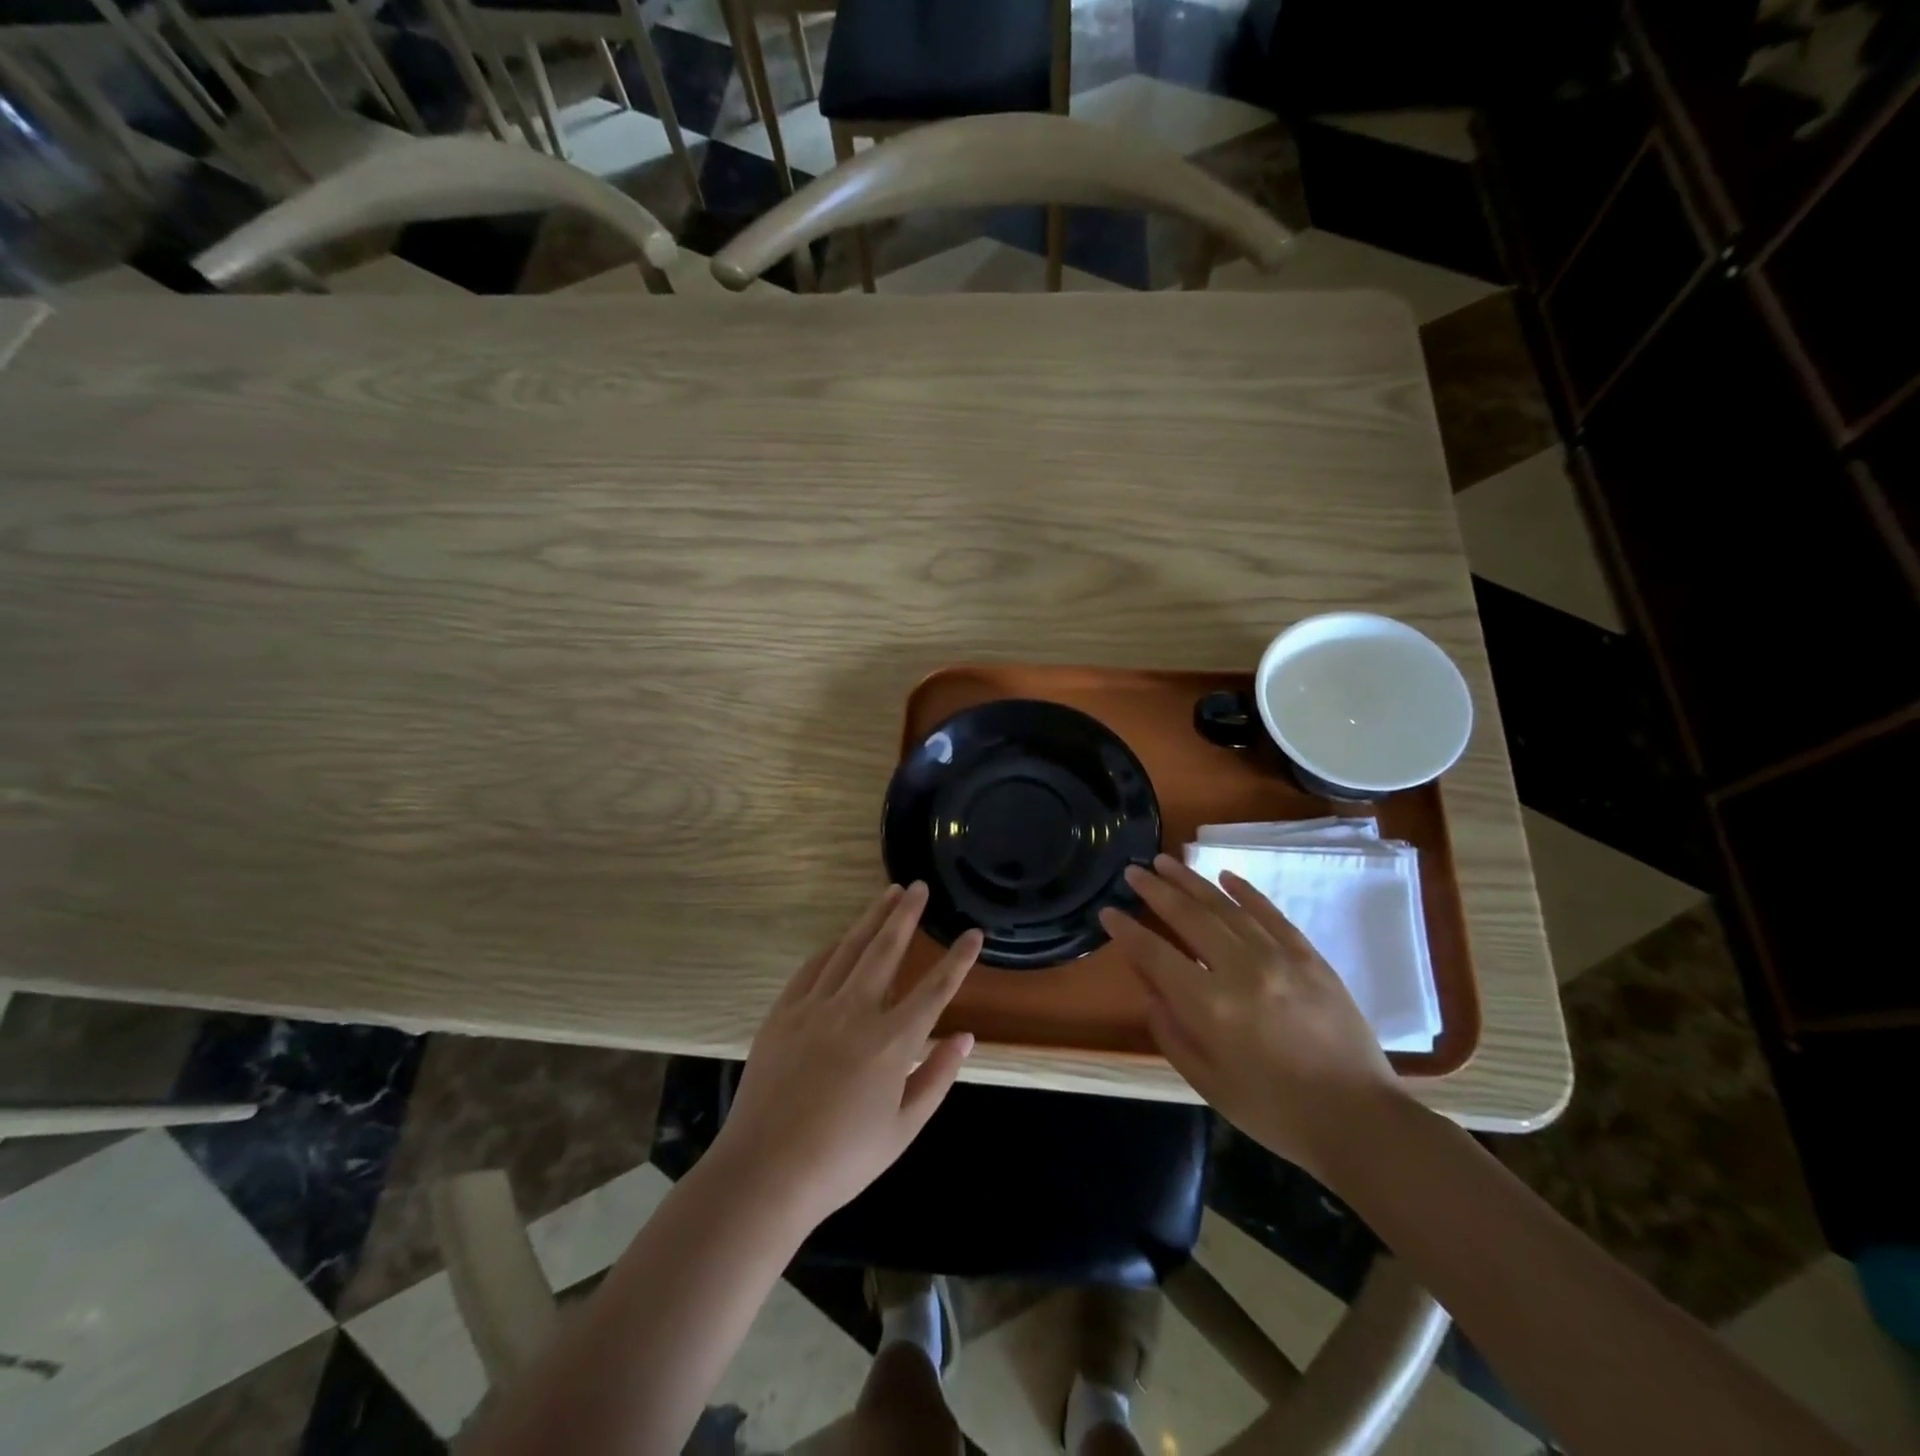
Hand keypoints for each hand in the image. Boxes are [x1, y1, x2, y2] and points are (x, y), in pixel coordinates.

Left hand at [713, 882, 982, 1226]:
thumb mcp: (903, 1128)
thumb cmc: (843, 1160)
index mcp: (891, 1042)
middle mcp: (856, 1011)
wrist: (765, 1172)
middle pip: (886, 950)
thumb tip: (965, 1036)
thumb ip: (937, 1077)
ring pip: (849, 949)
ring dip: (871, 918)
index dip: (958, 959)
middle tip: (919, 886)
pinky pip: (812, 968)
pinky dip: (831, 948)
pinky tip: (842, 937)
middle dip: (907, 914)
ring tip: (888, 893)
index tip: (974, 934)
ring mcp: (815, 1007)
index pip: (935, 989)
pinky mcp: (783, 1013)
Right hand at [1098, 854, 1402, 1178]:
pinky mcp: (1309, 957)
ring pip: (1226, 907)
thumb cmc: (1273, 1111)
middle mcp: (1240, 970)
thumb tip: (1150, 986)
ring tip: (1166, 861)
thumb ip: (1170, 1030)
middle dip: (1155, 890)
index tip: (1108, 911)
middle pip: (1188, 917)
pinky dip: (1245, 892)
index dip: (1127, 931)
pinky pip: (1270, 914)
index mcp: (1210, 1006)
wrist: (1358, 1120)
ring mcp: (1279, 958)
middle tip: (1133, 871)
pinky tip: (1225, 876)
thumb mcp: (1207, 1081)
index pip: (1155, 955)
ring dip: (1192, 881)